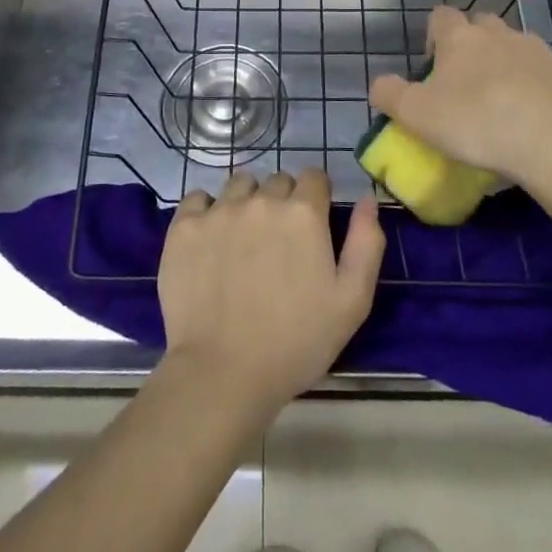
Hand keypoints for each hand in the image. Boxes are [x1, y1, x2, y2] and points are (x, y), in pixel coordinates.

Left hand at [158, 170, 384, 416]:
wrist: (222, 374)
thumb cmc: (296, 343)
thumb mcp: (352, 302)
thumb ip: (366, 243)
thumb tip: (367, 199)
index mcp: (303, 213)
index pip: (314, 177)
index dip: (316, 198)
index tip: (312, 227)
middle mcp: (261, 200)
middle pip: (277, 181)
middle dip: (283, 202)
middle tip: (279, 244)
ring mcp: (219, 211)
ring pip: (239, 185)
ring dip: (247, 201)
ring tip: (244, 240)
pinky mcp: (184, 227)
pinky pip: (198, 198)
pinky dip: (207, 211)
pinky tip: (211, 240)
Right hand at [369, 5, 551, 185]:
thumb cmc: (476, 122)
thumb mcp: (417, 115)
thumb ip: (390, 95)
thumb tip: (378, 84)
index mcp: (459, 36)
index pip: (440, 15)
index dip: (433, 36)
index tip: (432, 65)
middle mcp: (497, 32)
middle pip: (479, 25)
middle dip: (471, 45)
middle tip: (464, 83)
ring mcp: (535, 50)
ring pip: (512, 46)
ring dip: (503, 63)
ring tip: (499, 101)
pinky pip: (540, 71)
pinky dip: (531, 85)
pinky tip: (529, 116)